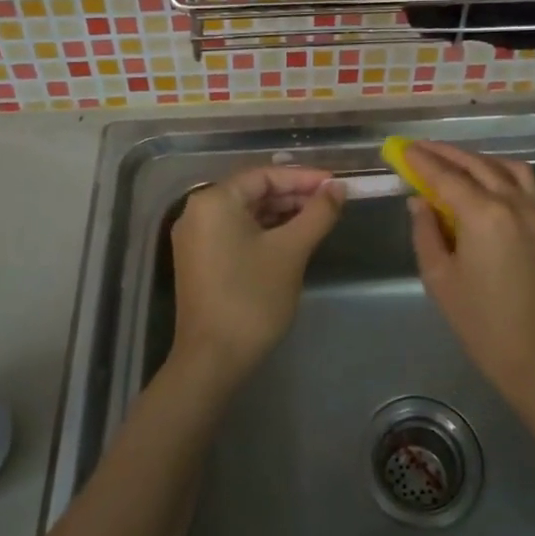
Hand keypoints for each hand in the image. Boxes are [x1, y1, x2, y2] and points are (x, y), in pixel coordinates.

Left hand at [169, 165, 343, 386]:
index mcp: (214, 200)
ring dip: (282, 213)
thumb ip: (318, 213)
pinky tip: (292, 238)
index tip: (336, 184)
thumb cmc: (252, 298)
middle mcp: (198, 211)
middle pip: (254, 191)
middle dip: (294, 195)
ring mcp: (196, 237)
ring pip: (246, 213)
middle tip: (332, 202)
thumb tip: (338, 187)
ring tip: (318, 219)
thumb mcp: (291, 250)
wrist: (213, 360)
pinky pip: (236, 231)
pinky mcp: (199, 260)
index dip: (304, 178)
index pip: (265, 175)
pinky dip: (265, 231)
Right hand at [404, 142, 534, 401]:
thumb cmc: (480, 321)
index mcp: (483, 214)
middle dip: (444, 154)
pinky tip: (483, 180)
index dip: (421, 161)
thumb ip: (426, 231)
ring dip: (474, 159)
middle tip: (418, 149)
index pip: (446, 176)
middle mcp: (512, 202)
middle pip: (475, 164)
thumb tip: (419, 201)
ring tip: (449, 162)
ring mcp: (534, 211)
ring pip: (502, 167)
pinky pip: (522, 181)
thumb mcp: (439, 277)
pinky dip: (499, 170)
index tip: (401, 148)